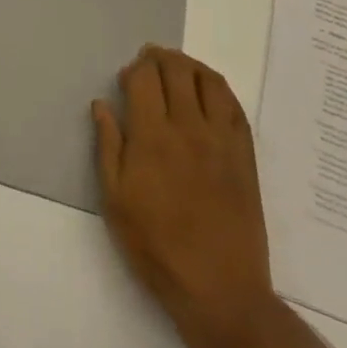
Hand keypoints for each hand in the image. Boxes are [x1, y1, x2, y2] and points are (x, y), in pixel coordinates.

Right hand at [93, 45, 279, 347]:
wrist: (218, 289)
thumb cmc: (155, 247)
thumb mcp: (115, 200)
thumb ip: (108, 146)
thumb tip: (101, 105)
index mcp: (152, 137)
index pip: (144, 78)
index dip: (134, 68)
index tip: (126, 77)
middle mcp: (188, 128)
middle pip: (176, 70)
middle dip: (159, 58)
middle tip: (148, 63)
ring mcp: (221, 139)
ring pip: (208, 80)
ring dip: (189, 65)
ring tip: (177, 68)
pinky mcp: (245, 154)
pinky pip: (234, 105)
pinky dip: (218, 87)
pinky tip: (207, 92)